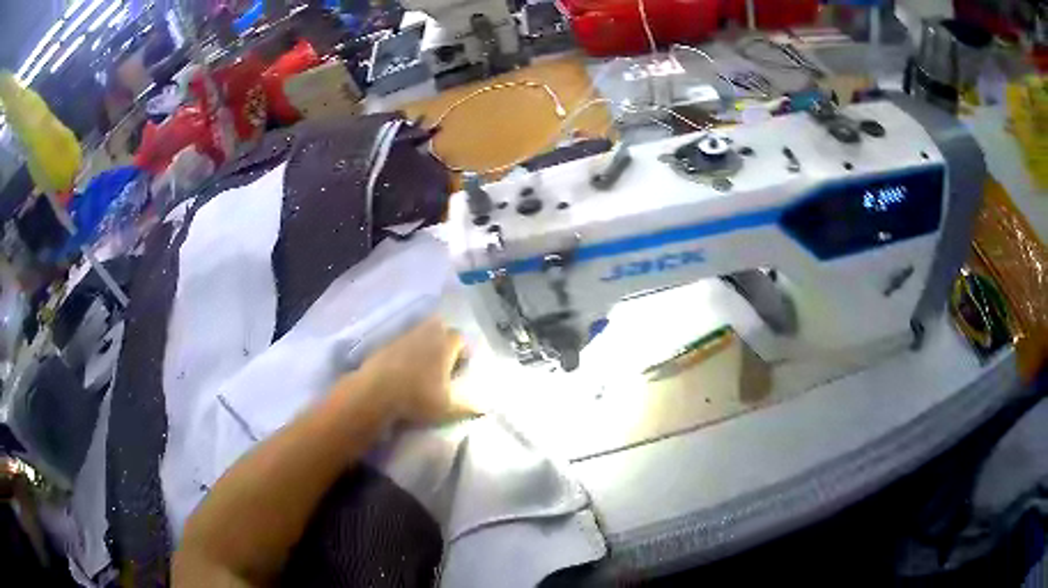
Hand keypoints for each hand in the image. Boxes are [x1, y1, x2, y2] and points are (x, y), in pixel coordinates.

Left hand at [358, 317, 466, 424]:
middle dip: (444, 342)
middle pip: (439, 329)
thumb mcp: (448, 408)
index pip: (460, 338)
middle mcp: (426, 334)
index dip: (462, 351)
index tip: (460, 368)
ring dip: (424, 346)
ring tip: (423, 368)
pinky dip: (406, 352)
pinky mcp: (385, 344)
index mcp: (445, 345)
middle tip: (443, 364)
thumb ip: (470, 406)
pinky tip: (403, 371)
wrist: (375, 392)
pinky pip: (402, 343)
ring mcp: (403, 337)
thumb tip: (486, 407)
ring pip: (420, 334)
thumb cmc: (417, 398)